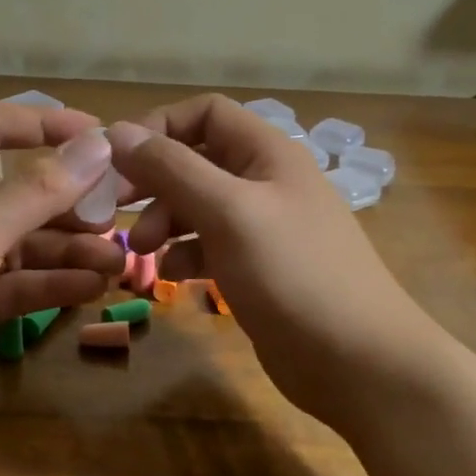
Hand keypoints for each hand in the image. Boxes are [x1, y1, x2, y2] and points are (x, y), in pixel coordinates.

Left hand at [0, 104, 124, 440]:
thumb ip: (38, 189)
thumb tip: (99, 142)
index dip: (49, 126)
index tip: (102, 139)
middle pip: (22, 190)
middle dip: (72, 200)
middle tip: (121, 214)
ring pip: (27, 242)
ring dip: (71, 249)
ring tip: (118, 261)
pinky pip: (20, 285)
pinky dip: (54, 285)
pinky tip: (92, 288)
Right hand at [107, 96, 424, 425]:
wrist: (359, 363)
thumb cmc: (294, 275)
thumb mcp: (228, 212)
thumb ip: (173, 169)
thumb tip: (118, 132)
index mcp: (267, 152)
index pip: (205, 113)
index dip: (159, 127)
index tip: (117, 161)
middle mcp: (265, 181)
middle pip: (196, 159)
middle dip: (155, 180)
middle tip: (115, 208)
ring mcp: (263, 227)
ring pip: (198, 205)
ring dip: (165, 220)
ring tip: (143, 251)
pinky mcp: (258, 268)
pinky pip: (209, 246)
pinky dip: (185, 254)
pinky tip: (173, 276)